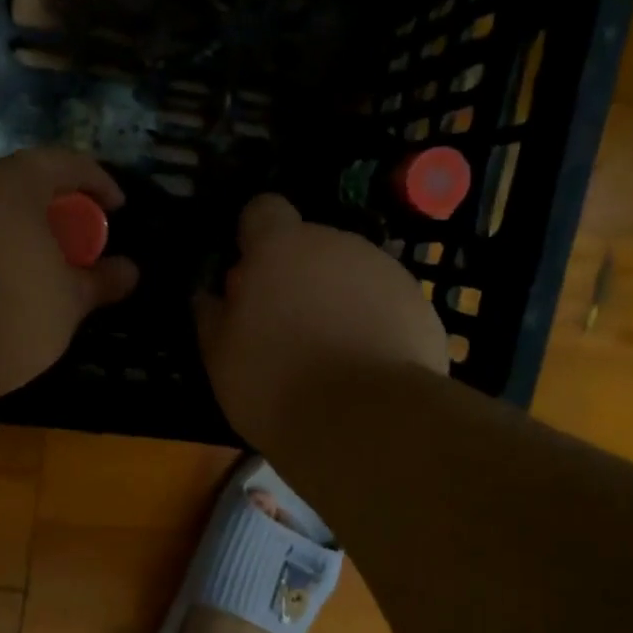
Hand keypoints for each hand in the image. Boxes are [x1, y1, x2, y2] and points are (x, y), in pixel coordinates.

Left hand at [0, 148, 138, 400]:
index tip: (115, 207)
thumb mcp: (68, 301)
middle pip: (15, 184)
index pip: (64, 162)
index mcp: (14, 183)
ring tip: (24, 269)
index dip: (96, 181)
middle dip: (46, 209)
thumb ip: (98, 281)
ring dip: (6, 231)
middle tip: (67, 242)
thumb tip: (129, 271)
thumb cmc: (11, 311)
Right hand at [196, 195, 447, 445]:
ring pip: (350, 275)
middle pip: (310, 247)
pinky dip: (372, 326)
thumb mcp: (222, 358)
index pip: (263, 210)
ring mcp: (385, 271)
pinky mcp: (420, 306)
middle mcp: (336, 245)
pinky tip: (365, 369)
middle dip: (296, 277)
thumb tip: (211, 297)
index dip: (254, 238)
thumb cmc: (276, 384)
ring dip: (336, 300)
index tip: (249, 277)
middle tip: (285, 330)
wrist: (367, 422)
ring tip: (330, 355)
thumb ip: (213, 317)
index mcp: (281, 248)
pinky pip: (384, 305)